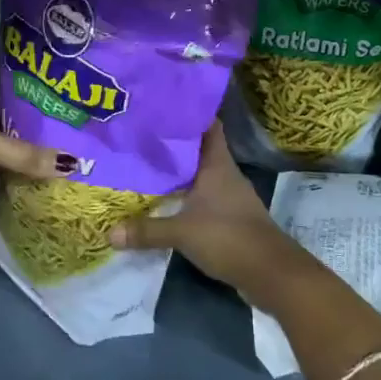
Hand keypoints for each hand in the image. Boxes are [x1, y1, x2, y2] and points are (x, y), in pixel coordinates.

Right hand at [107, 124, 303, 294]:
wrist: (271, 273)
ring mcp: (231, 195)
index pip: (207, 125)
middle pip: (200, 148)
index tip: (164, 106)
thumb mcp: (182, 233)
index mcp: (217, 164)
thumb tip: (109, 233)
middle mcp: (226, 173)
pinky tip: (169, 200)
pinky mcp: (232, 216)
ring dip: (181, 171)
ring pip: (202, 173)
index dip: (189, 113)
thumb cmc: (228, 237)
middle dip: (175, 143)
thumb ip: (147, 231)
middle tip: (144, 136)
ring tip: (150, 165)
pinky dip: (189, 195)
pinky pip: (205, 196)